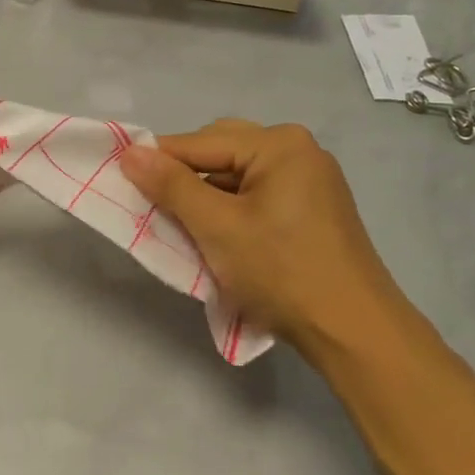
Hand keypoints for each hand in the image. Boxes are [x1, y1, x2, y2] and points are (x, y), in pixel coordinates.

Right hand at [120, 121, 417, 357]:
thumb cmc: (281, 272)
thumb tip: (130, 152)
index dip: (157, 162)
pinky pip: (256, 193)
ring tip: (182, 225)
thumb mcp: (217, 227)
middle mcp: (298, 150)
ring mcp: (310, 180)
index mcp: (279, 144)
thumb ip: (171, 185)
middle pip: (220, 151)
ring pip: (236, 175)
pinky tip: (217, 234)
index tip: (120, 182)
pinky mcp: (313, 208)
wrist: (354, 331)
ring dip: (206, 195)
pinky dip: (230, 209)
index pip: (199, 143)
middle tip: (154, 208)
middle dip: (184, 178)